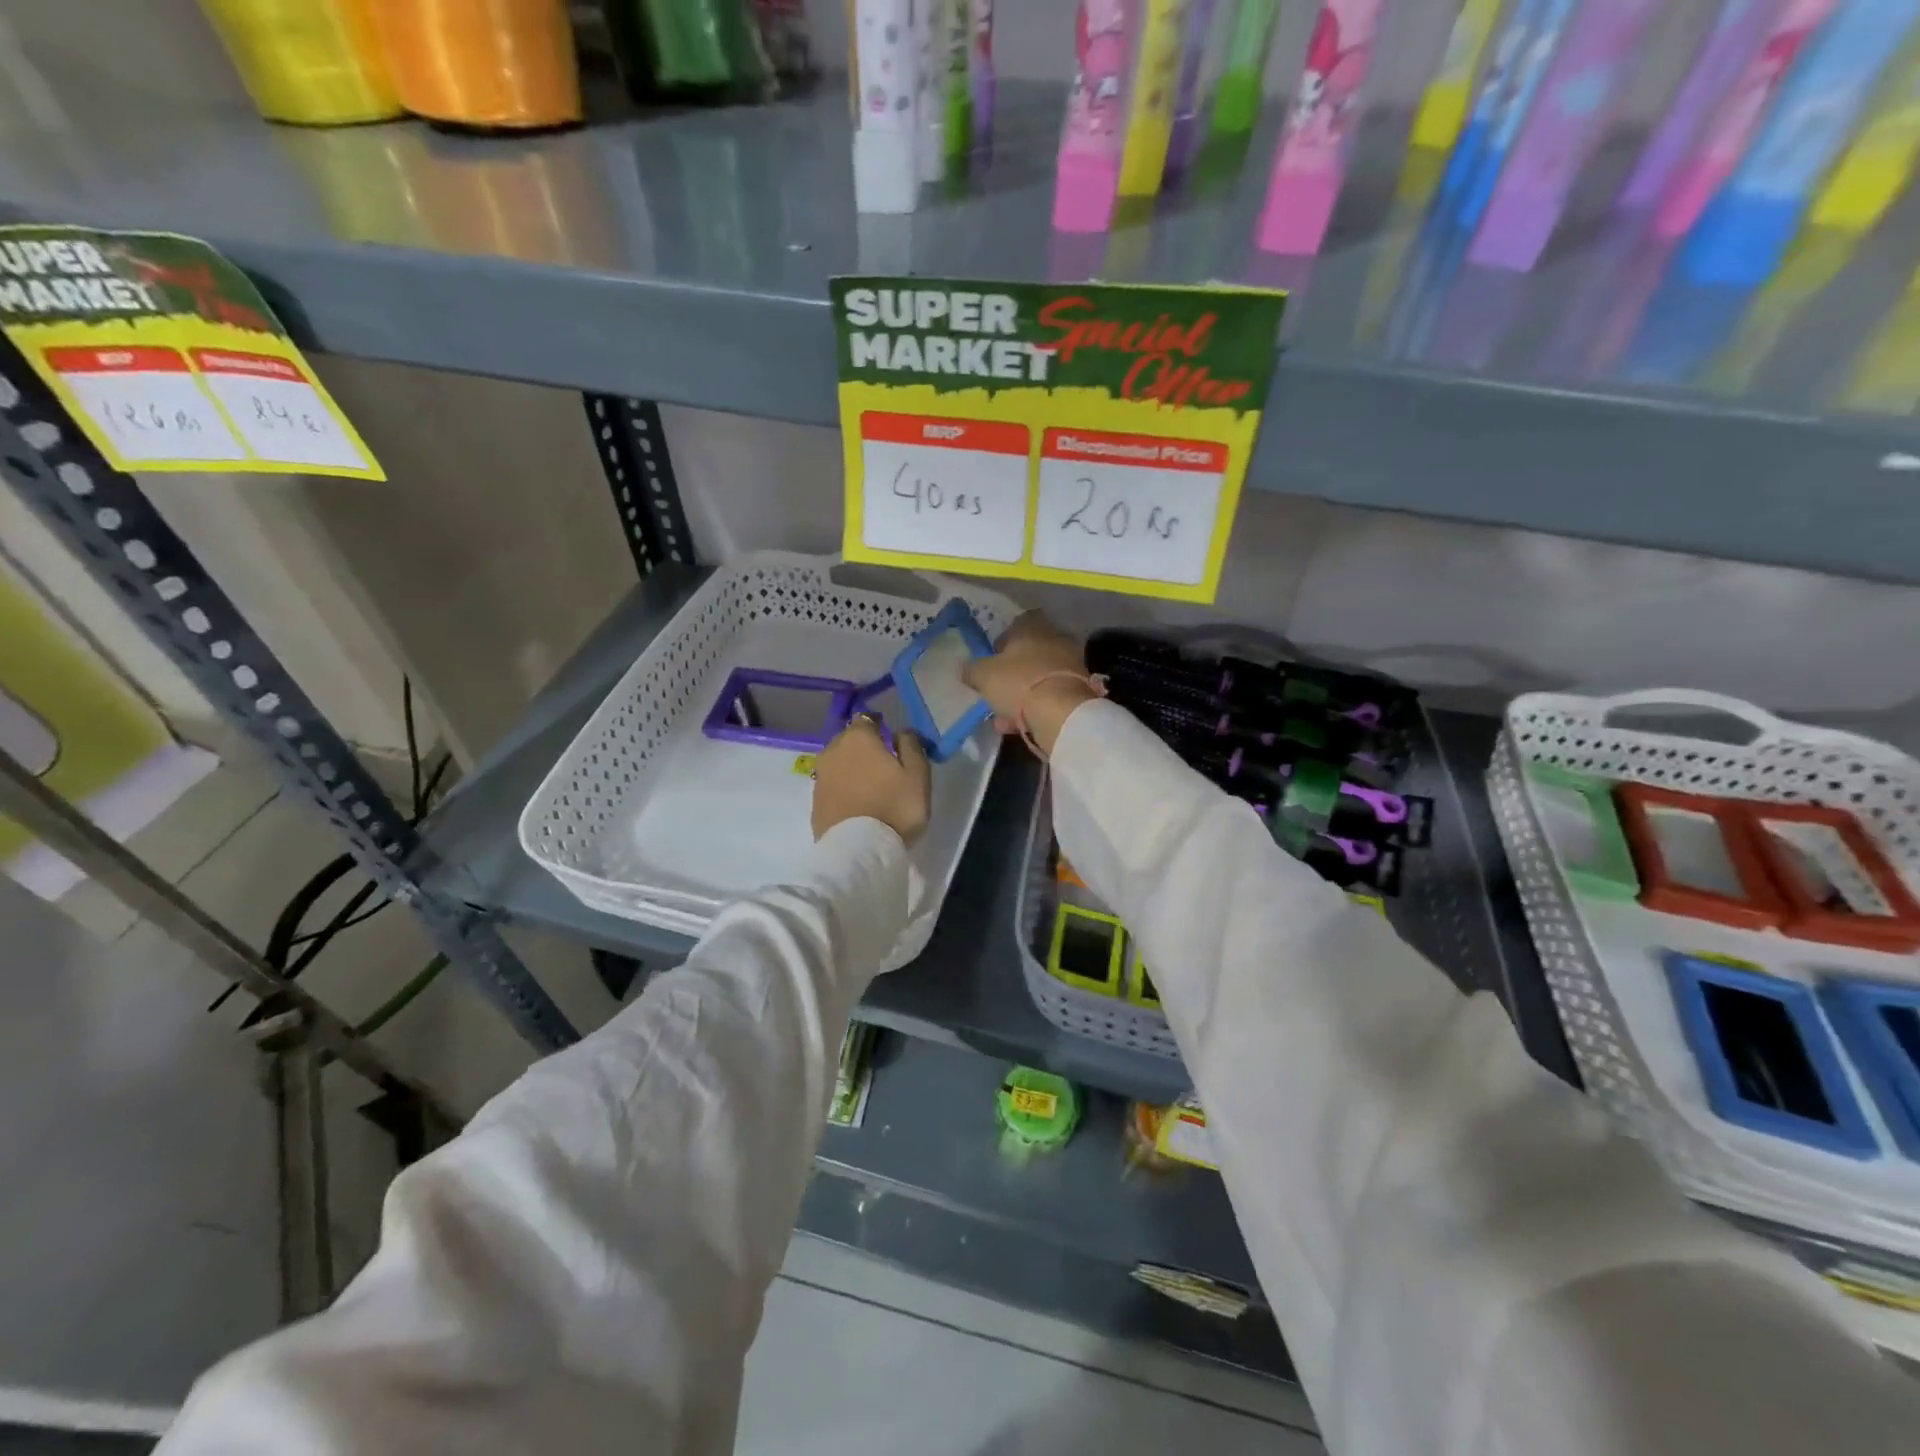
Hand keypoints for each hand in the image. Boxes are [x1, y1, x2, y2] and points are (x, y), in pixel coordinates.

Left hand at [812, 716, 931, 844]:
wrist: (858, 850)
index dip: (878, 725)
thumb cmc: (894, 807)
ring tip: (869, 784)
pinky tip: (856, 801)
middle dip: (863, 746)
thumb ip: (911, 746)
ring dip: (851, 768)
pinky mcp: (814, 802)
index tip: (889, 735)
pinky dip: (843, 788)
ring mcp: (820, 777)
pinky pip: (832, 785)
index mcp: (858, 738)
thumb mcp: (918, 774)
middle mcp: (833, 750)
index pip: (866, 719)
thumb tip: (902, 732)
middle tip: (881, 762)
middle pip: (849, 740)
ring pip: (838, 763)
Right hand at [961, 613, 1098, 756]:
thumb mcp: (983, 675)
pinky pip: (1050, 696)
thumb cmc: (1018, 682)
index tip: (992, 658)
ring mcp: (1070, 665)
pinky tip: (1017, 726)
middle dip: (1013, 671)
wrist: (1061, 713)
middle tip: (996, 688)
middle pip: (1030, 652)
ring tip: (1002, 716)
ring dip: (1021, 695)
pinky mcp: (1079, 691)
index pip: (1018, 623)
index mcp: (1032, 627)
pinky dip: (1035, 709)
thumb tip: (964, 668)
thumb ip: (971, 669)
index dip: (1003, 640)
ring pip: (1039, 678)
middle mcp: (1055, 640)